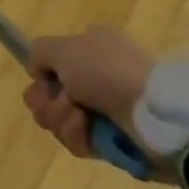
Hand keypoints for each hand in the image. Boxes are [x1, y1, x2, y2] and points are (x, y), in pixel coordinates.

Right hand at [22, 24, 154, 160]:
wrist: (151, 113)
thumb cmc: (106, 71)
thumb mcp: (63, 47)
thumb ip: (40, 52)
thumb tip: (37, 71)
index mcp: (89, 47)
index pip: (52, 64)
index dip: (41, 76)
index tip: (41, 81)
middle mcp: (96, 76)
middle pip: (51, 93)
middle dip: (47, 101)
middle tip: (59, 102)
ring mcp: (105, 110)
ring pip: (60, 118)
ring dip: (61, 119)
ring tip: (78, 117)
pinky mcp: (112, 141)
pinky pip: (79, 141)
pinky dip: (77, 136)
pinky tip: (86, 131)